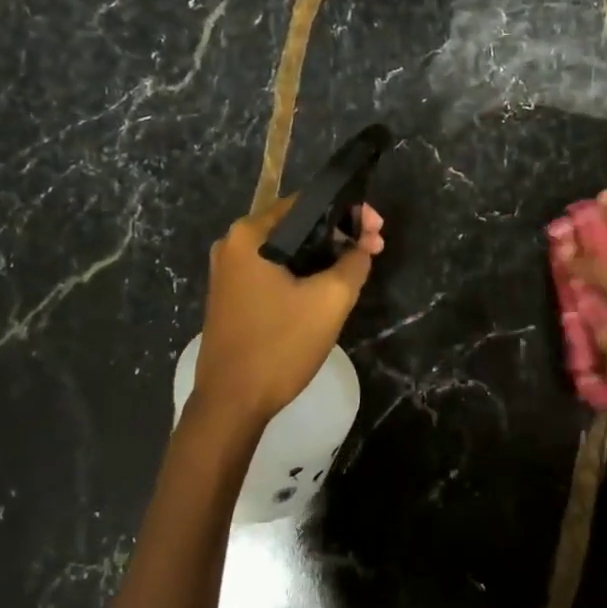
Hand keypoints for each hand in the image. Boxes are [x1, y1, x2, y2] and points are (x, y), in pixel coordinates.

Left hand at [193, 198, 385, 431]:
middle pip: (297, 225)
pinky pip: (274, 270)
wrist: (231, 404)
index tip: (377, 230)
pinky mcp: (232, 295)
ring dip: (323, 254)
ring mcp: (229, 271)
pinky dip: (303, 272)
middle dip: (339, 234)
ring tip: (358, 266)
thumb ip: (354, 262)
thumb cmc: (279, 345)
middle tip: (374, 249)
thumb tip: (363, 245)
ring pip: (288, 249)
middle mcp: (233, 244)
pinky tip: (328, 285)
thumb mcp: (330, 300)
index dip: (349, 212)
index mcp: (250, 234)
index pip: (307, 203)